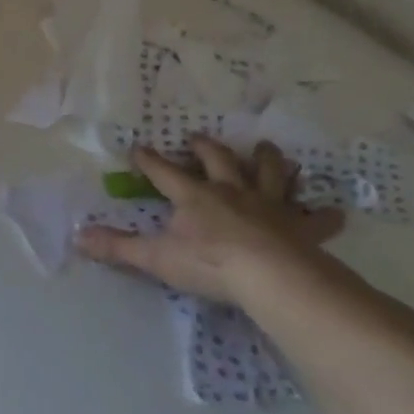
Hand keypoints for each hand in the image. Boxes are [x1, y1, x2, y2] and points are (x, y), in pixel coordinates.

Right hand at [75, 138, 343, 303]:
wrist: (271, 276)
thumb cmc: (209, 263)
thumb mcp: (155, 257)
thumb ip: (117, 247)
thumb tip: (77, 237)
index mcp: (194, 197)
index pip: (165, 173)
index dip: (150, 161)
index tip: (138, 148)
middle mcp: (231, 192)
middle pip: (219, 162)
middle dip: (207, 149)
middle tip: (199, 138)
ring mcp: (269, 206)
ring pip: (268, 175)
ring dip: (266, 161)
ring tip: (265, 148)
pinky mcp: (300, 227)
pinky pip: (316, 218)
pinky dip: (325, 215)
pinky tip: (336, 212)